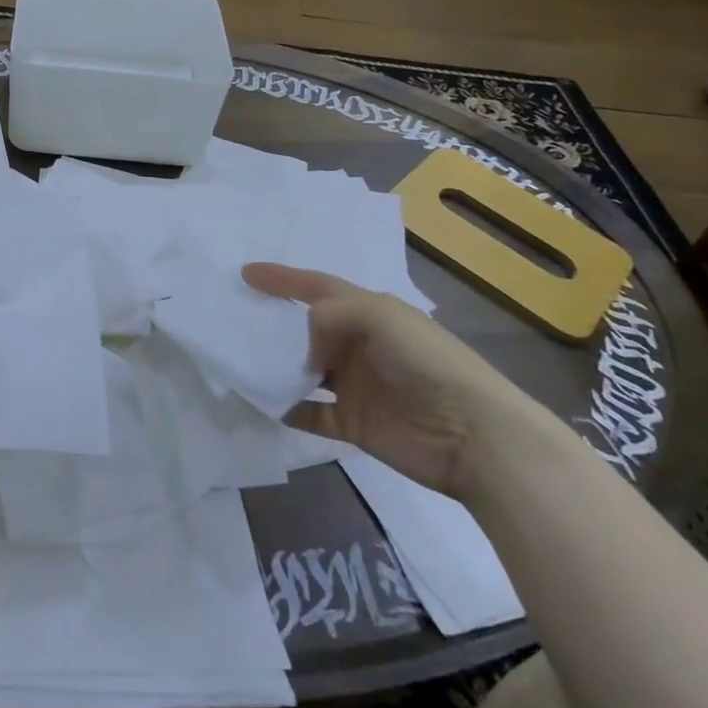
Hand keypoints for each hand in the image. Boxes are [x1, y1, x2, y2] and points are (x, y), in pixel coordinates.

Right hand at [243, 263, 547, 499]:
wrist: (472, 435)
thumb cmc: (426, 362)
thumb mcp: (379, 316)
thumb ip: (331, 316)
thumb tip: (304, 347)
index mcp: (368, 312)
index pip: (317, 287)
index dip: (282, 278)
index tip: (246, 273)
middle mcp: (357, 345)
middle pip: (305, 329)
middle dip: (273, 323)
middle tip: (234, 320)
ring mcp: (354, 385)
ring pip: (303, 370)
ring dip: (276, 366)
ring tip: (240, 362)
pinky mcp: (353, 423)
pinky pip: (310, 413)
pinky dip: (287, 408)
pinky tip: (263, 403)